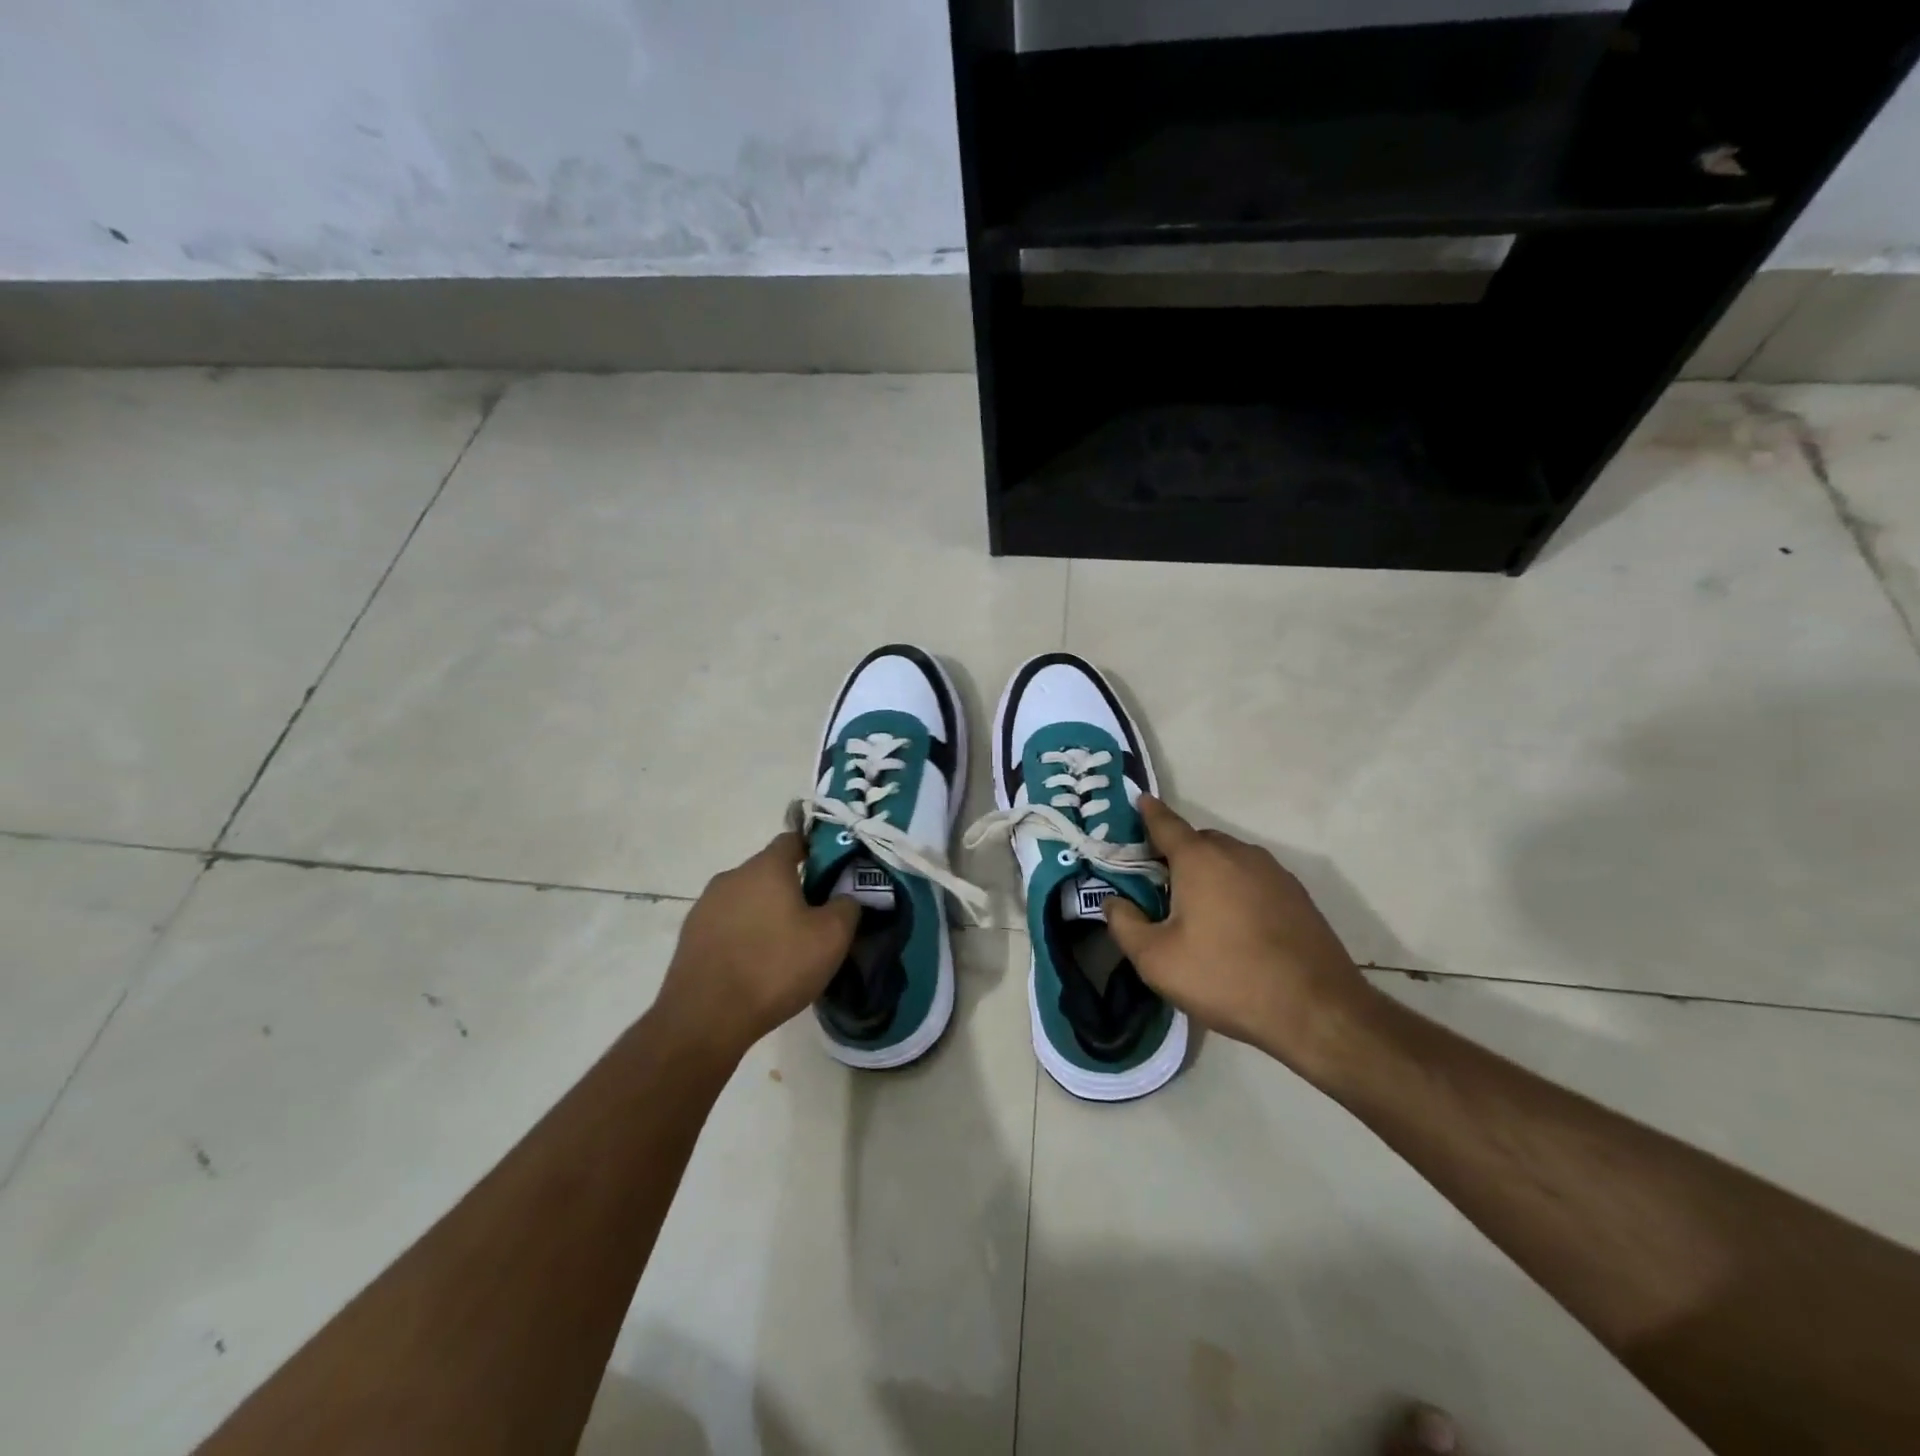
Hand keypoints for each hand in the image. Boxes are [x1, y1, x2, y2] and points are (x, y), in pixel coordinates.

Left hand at [653, 833, 858, 1059]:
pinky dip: (744, 935)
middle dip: (793, 888)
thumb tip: (845, 898)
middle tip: (815, 917)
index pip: (793, 839)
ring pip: (747, 899)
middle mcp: (731, 876)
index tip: (833, 873)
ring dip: (766, 913)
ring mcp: (705, 906)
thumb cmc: (775, 967)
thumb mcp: (831, 938)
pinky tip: (756, 965)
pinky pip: (727, 925)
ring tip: (785, 947)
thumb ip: (847, 906)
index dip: (816, 851)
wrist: (706, 1018)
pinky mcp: (691, 936)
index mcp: (766, 867)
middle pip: (769, 871)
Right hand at [1105, 796, 1378, 1077]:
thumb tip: (1113, 902)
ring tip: (1196, 910)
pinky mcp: (1297, 896)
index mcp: (1200, 859)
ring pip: (1228, 860)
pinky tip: (1235, 926)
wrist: (1316, 1011)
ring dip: (1208, 873)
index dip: (1148, 812)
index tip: (1138, 801)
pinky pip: (1253, 879)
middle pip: (1197, 841)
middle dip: (1175, 854)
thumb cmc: (1226, 978)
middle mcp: (1238, 853)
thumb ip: (1125, 925)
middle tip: (1157, 885)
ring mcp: (1273, 872)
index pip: (1165, 823)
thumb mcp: (1157, 960)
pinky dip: (1236, 889)